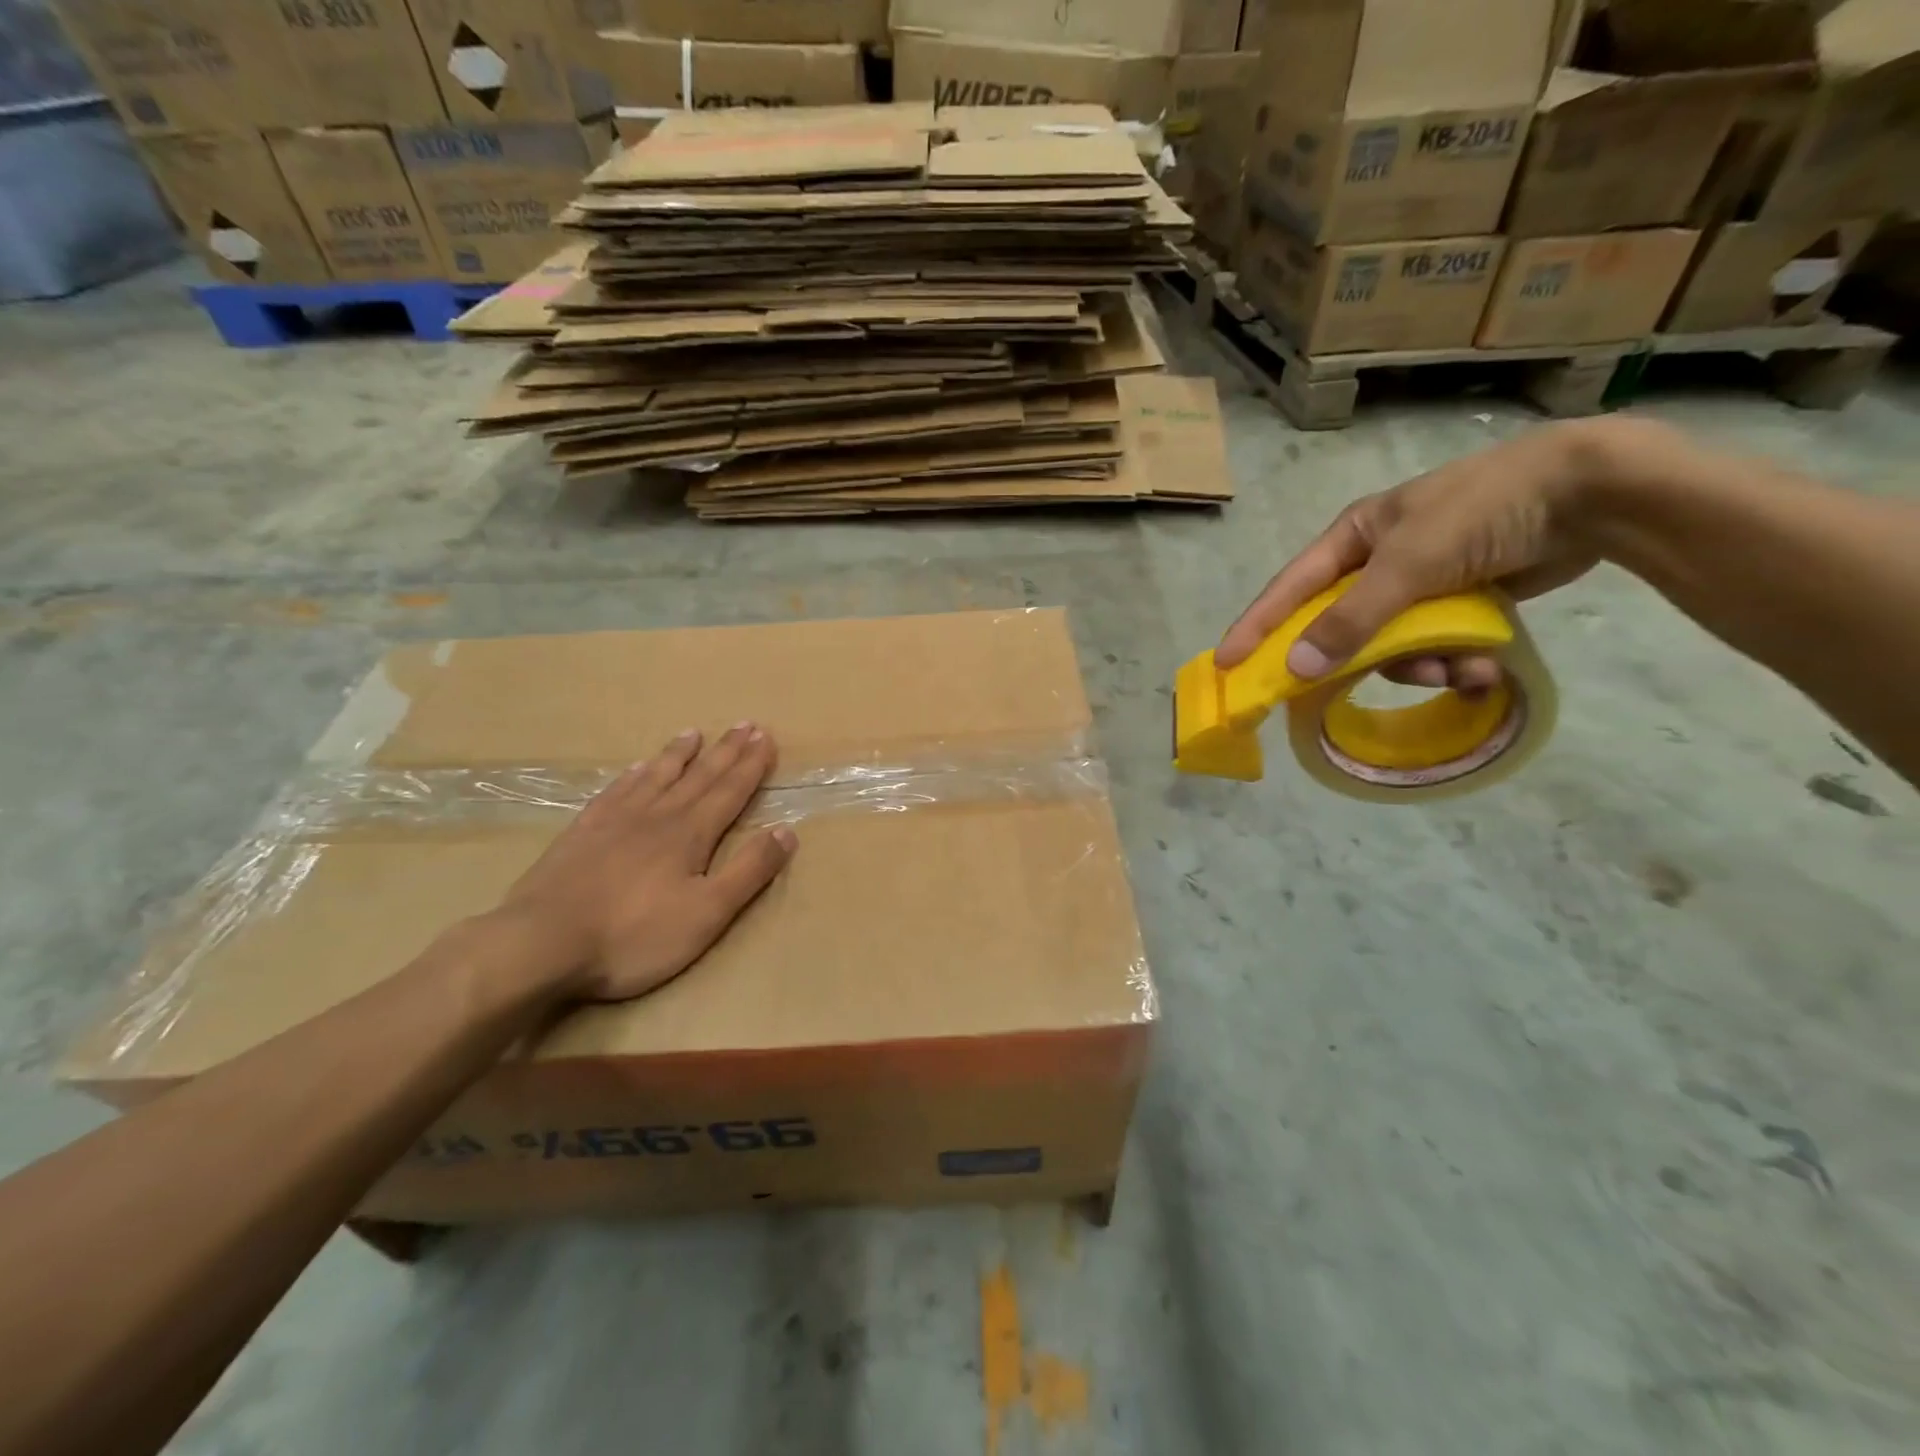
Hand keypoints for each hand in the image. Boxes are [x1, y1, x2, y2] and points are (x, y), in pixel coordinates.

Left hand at [497, 725, 794, 1001]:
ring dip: (678, 754)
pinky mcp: (581, 834)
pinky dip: (631, 776)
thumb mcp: (707, 913)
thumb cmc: (634, 936)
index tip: (766, 737)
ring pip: (655, 777)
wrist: (540, 944)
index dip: (751, 765)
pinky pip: (614, 792)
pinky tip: (634, 769)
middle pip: (698, 776)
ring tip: (694, 733)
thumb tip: (787, 831)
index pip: (730, 791)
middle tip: (744, 725)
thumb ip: (748, 871)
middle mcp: (657, 816)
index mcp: (690, 834)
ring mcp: (614, 821)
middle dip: (725, 751)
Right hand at [1215, 419, 1646, 686]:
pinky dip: (1456, 663)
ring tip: (1460, 670)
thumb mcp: (1408, 564)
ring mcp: (1420, 584)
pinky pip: (1436, 646)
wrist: (1591, 493)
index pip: (1289, 590)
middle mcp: (1378, 563)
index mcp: (1353, 538)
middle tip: (1349, 691)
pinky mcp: (1460, 602)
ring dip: (1423, 666)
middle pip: (1342, 627)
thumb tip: (1297, 667)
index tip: (1226, 665)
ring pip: (1393, 646)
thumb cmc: (1482, 511)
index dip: (1256, 627)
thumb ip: (1351, 619)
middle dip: (1362, 658)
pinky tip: (1486, 669)